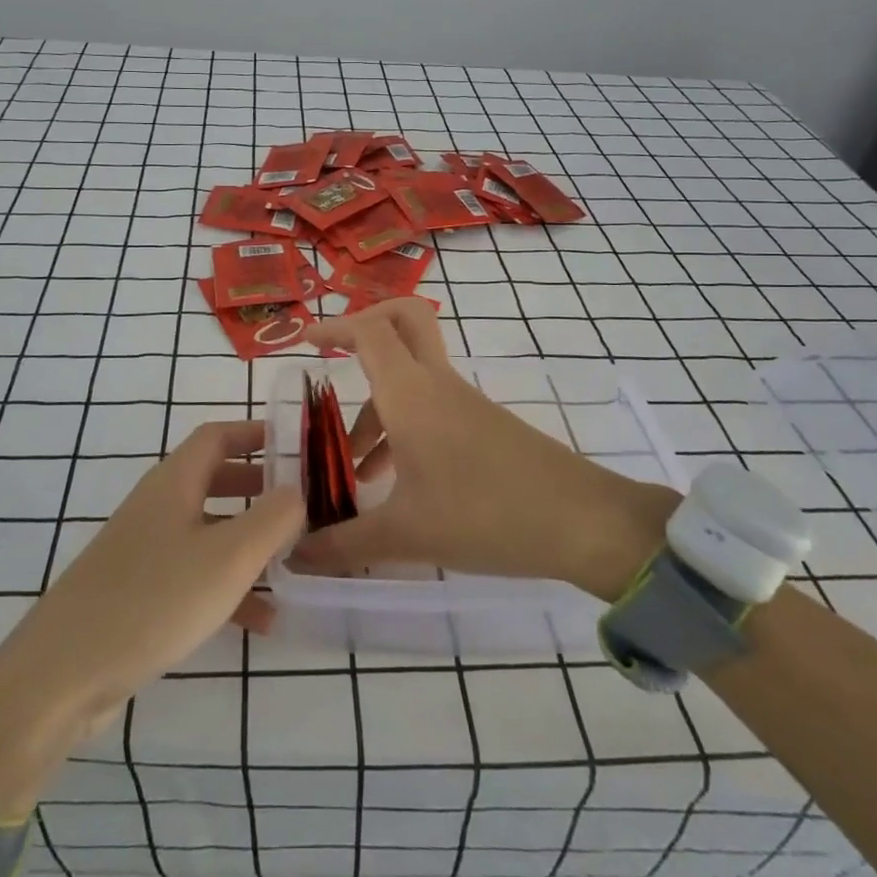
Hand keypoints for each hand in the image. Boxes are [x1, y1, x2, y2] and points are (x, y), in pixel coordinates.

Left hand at [0, 422, 301, 819]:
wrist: (61, 675)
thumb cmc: (154, 600)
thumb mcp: (229, 556)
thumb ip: (273, 517)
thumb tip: (298, 490)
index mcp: (175, 482)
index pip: (218, 436)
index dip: (256, 433)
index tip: (296, 446)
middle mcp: (158, 506)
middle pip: (214, 479)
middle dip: (259, 487)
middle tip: (299, 503)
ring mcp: (145, 551)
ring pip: (208, 531)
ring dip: (249, 542)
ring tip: (292, 563)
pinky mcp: (138, 593)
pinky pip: (194, 576)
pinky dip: (228, 587)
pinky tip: (262, 621)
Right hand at [293, 298, 678, 599]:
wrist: (581, 523)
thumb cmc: (485, 516)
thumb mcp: (406, 535)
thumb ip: (343, 544)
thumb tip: (295, 557)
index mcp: (411, 394)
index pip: (369, 331)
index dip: (333, 327)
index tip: (302, 343)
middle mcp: (436, 384)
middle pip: (404, 319)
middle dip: (366, 328)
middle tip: (334, 363)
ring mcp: (464, 401)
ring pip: (412, 375)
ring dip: (377, 405)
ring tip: (353, 467)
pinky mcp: (483, 423)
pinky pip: (431, 404)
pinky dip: (402, 425)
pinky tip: (394, 482)